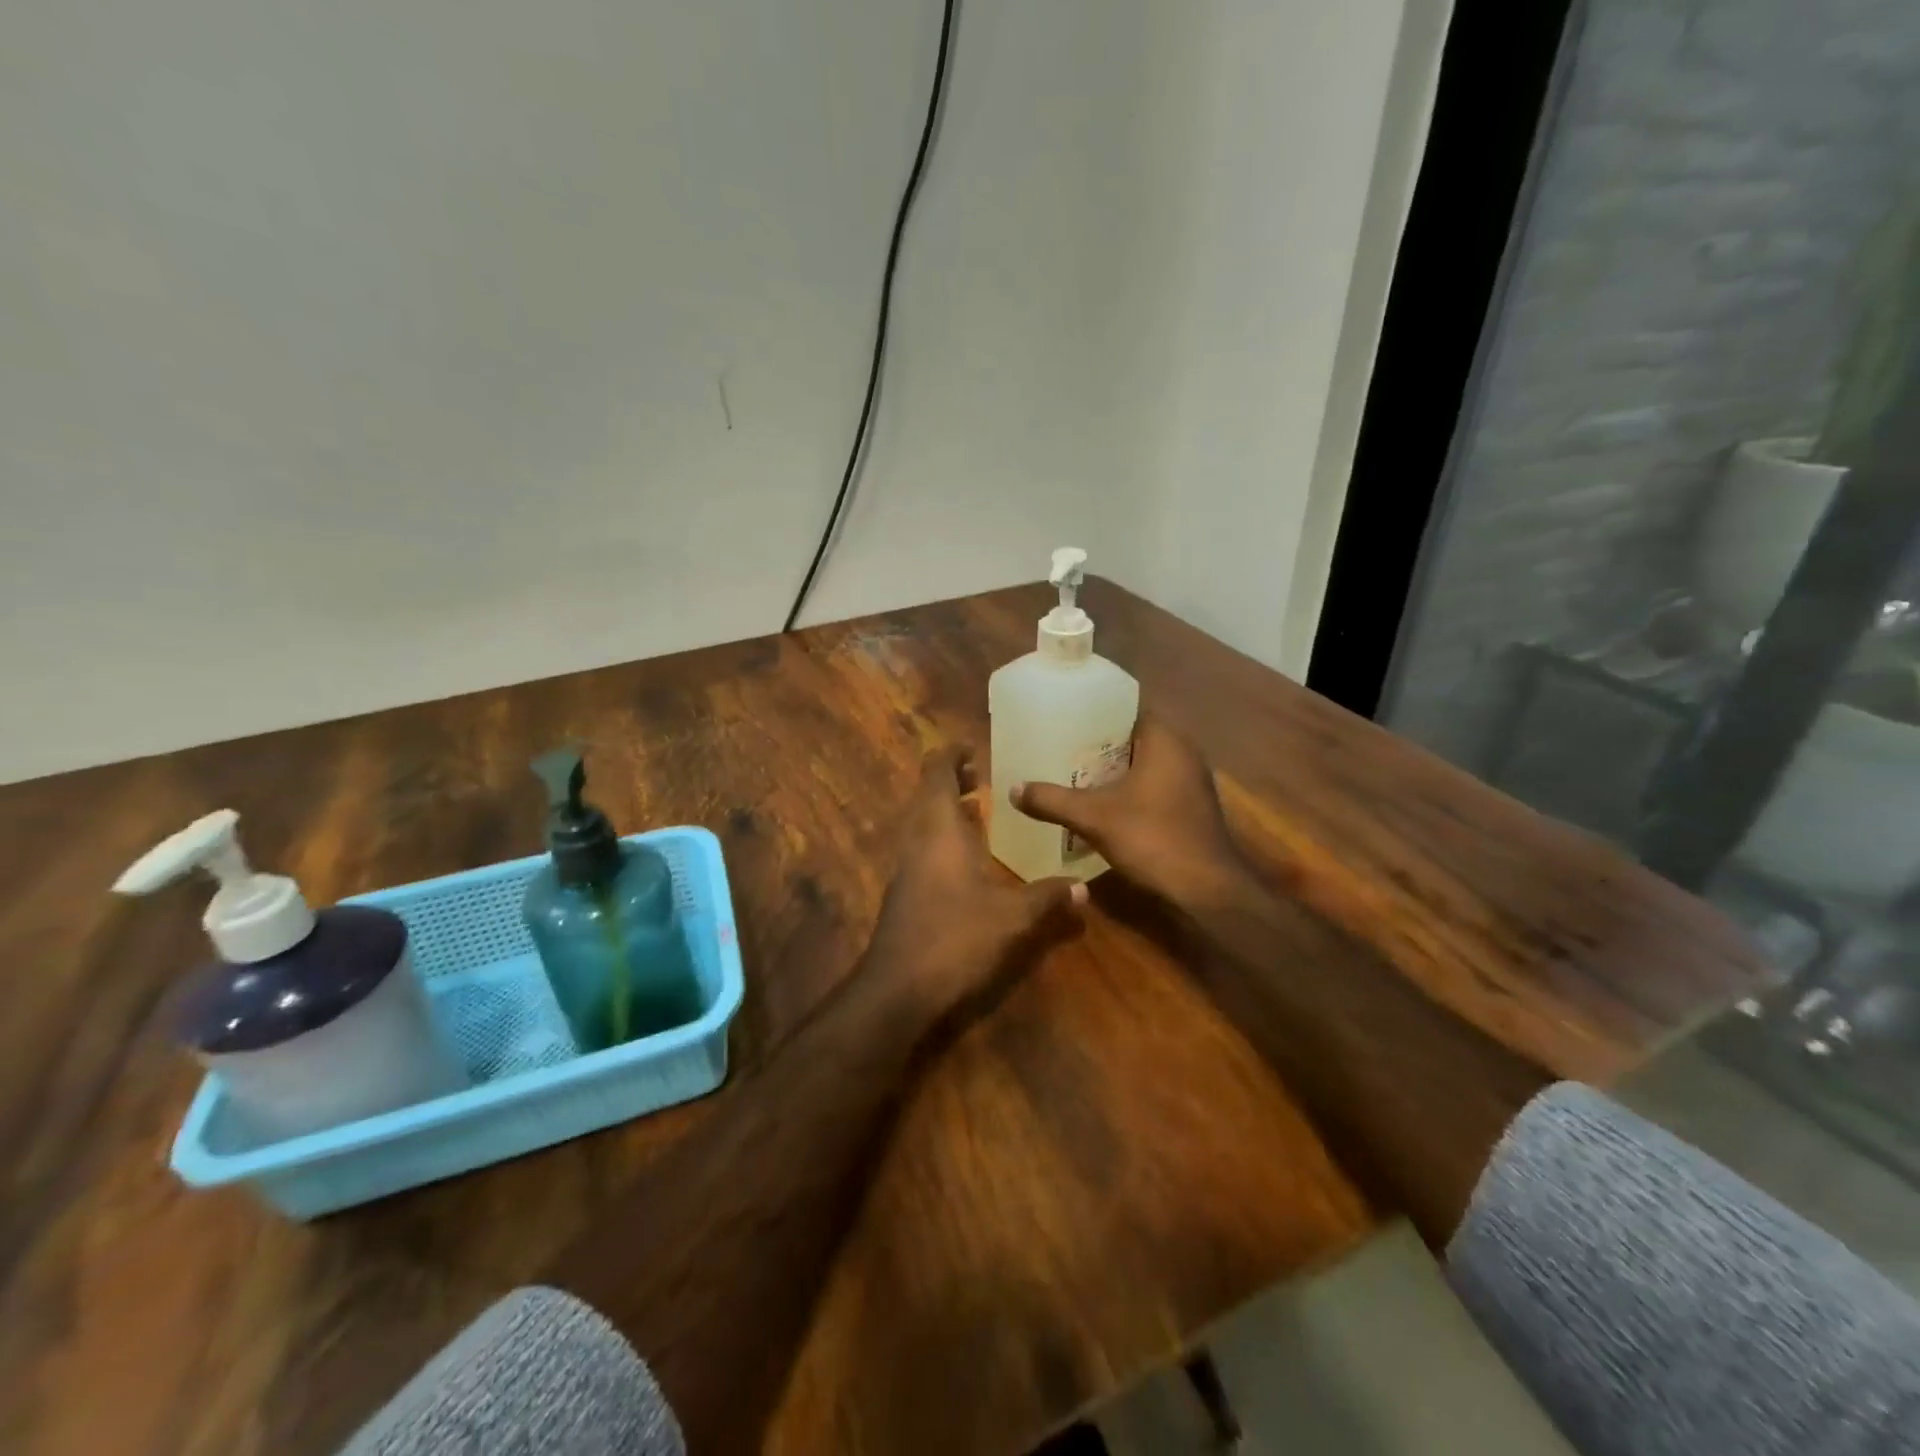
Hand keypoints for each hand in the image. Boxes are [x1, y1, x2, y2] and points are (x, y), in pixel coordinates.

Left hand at [863, 746, 1085, 1032]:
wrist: (899, 989)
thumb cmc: (955, 938)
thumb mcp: (1012, 918)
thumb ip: (1047, 898)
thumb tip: (1084, 887)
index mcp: (939, 830)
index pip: (937, 774)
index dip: (952, 754)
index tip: (975, 746)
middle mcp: (917, 840)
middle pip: (928, 795)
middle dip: (953, 780)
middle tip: (985, 775)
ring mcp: (907, 867)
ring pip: (924, 823)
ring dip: (948, 810)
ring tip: (983, 808)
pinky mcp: (905, 892)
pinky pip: (924, 848)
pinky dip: (944, 838)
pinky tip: (970, 857)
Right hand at [1011, 717, 1245, 908]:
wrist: (1207, 891)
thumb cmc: (1153, 839)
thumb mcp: (1093, 818)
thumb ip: (1052, 800)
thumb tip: (1013, 789)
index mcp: (1165, 740)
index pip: (1126, 710)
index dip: (1094, 714)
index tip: (1063, 721)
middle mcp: (1183, 752)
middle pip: (1132, 737)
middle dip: (1097, 745)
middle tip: (1060, 749)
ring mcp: (1191, 781)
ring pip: (1143, 764)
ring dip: (1113, 770)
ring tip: (1073, 775)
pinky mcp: (1192, 806)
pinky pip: (1153, 785)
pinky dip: (1129, 790)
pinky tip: (1102, 804)